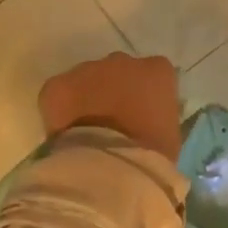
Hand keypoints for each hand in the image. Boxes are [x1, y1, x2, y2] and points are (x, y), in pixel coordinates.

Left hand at [39, 52, 182, 160]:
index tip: (140, 117)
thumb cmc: (152, 154)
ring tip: (86, 131)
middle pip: (117, 72)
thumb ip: (159, 118)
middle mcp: (123, 61)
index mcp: (157, 71)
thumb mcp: (170, 136)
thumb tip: (148, 122)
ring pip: (86, 79)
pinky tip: (64, 135)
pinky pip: (58, 95)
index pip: (152, 75)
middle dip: (113, 91)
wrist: (114, 166)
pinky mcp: (58, 85)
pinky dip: (59, 111)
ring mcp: (88, 69)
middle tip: (111, 123)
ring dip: (86, 98)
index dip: (143, 96)